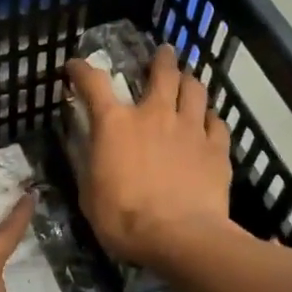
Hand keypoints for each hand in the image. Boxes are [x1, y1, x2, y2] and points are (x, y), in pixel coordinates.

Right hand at [64, 44, 234, 268]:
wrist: (180, 238)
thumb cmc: (124, 219)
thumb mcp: (90, 193)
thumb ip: (90, 164)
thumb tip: (89, 149)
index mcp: (115, 124)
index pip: (94, 83)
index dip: (82, 70)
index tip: (75, 66)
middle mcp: (154, 115)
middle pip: (162, 73)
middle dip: (161, 59)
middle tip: (162, 54)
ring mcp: (189, 129)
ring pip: (194, 90)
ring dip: (189, 81)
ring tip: (187, 80)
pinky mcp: (216, 148)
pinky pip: (216, 123)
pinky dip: (210, 118)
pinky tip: (208, 122)